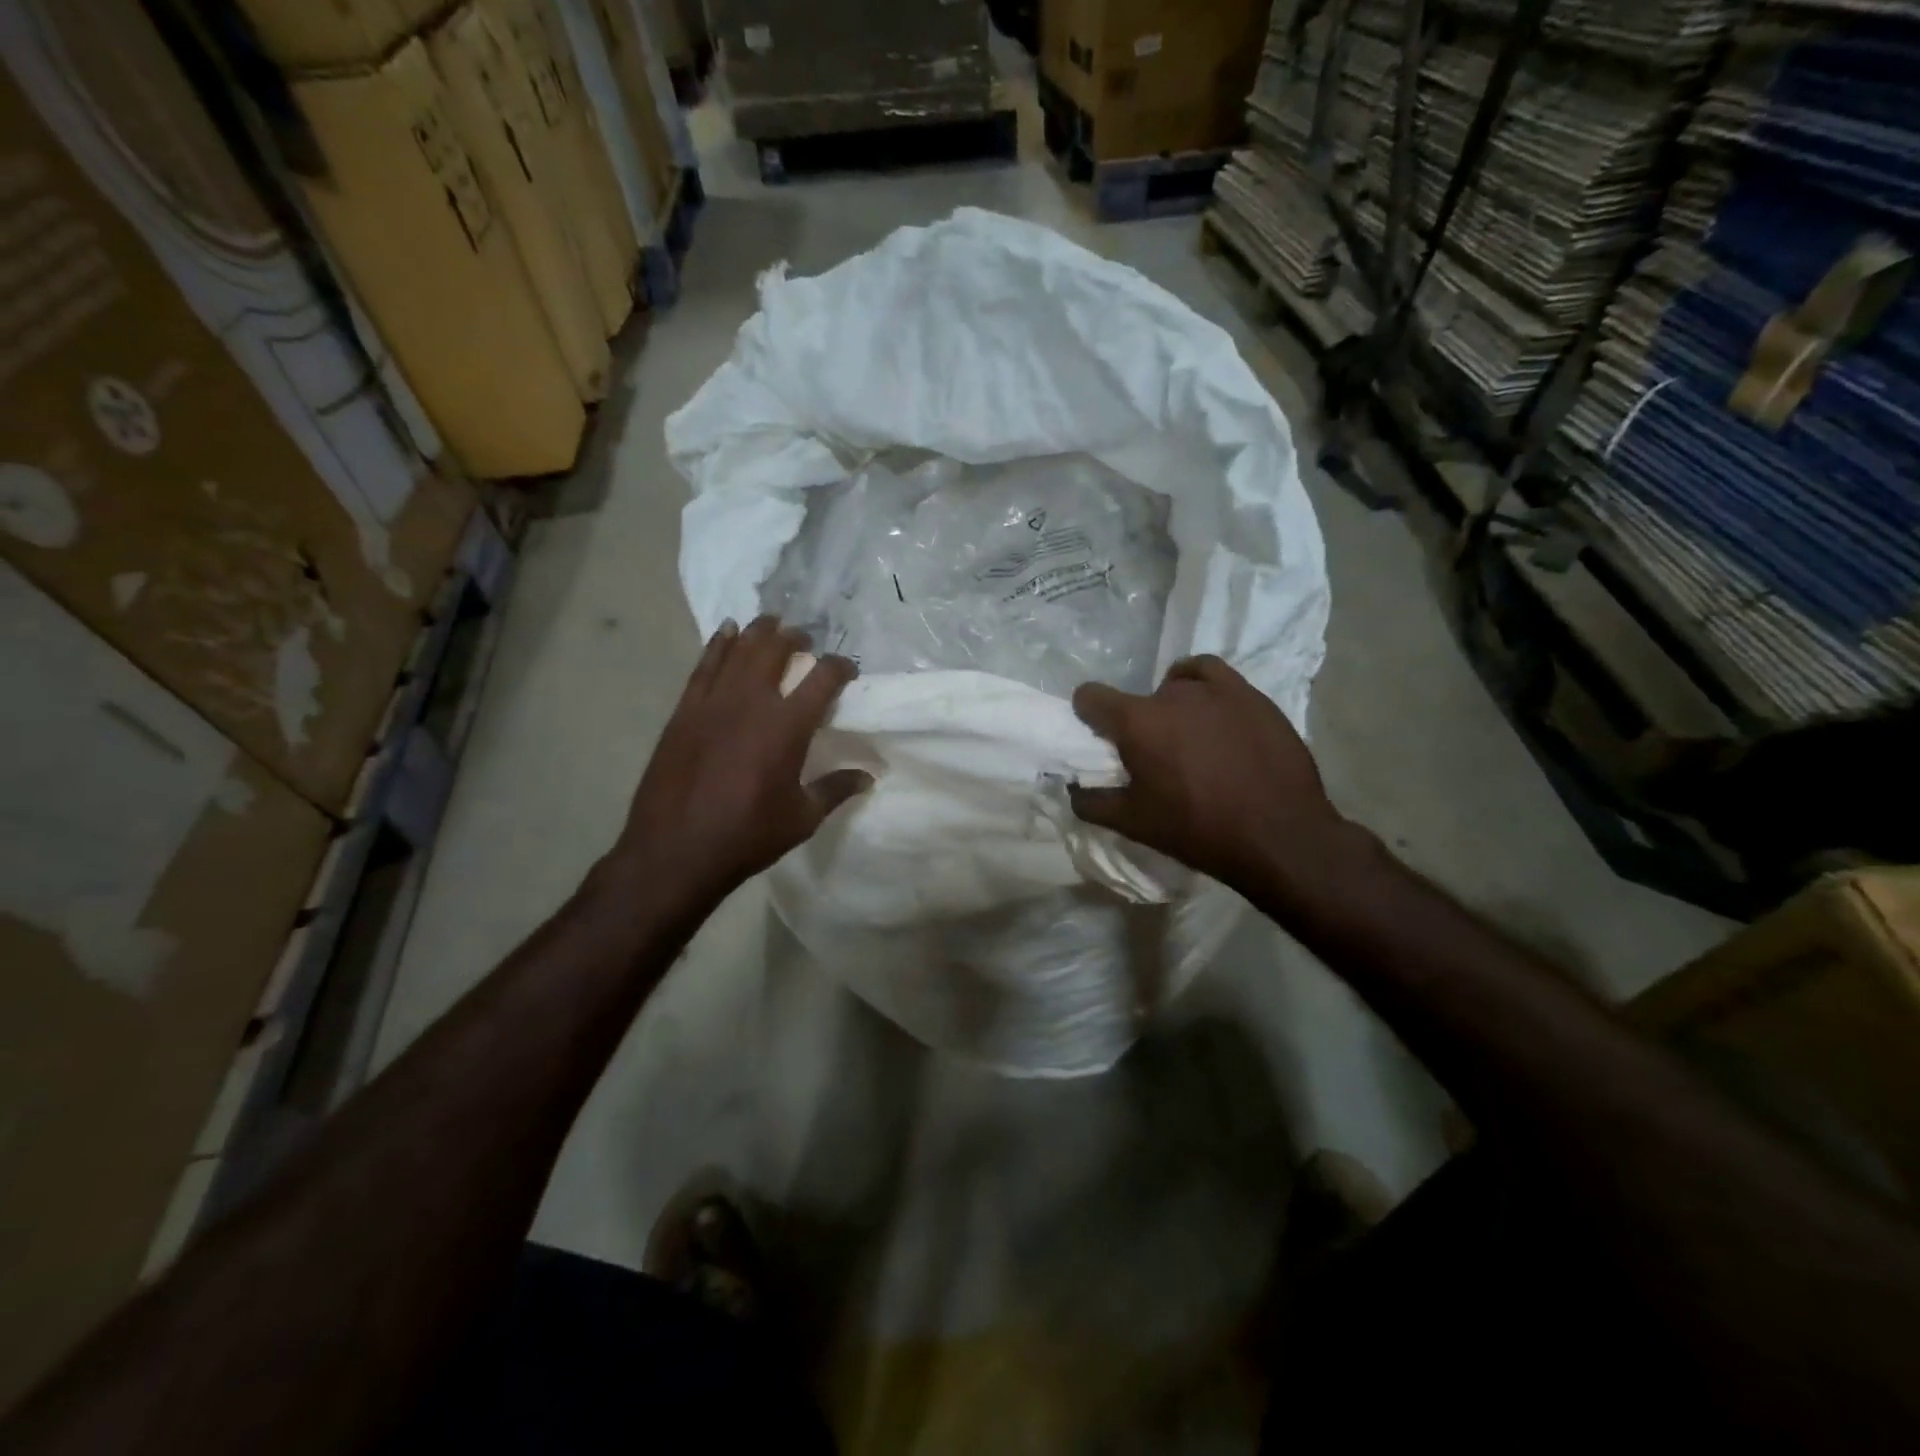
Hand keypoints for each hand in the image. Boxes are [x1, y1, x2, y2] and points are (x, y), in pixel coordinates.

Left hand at [612, 616, 870, 904]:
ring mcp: (713, 703)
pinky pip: (704, 666)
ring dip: (759, 632)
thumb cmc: (747, 836)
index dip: (840, 667)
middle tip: (805, 641)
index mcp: (787, 727)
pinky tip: (727, 633)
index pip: (823, 678)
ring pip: (739, 650)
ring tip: (772, 623)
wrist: (675, 851)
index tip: (848, 670)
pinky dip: (718, 645)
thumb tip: (868, 776)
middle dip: (796, 640)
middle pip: (776, 651)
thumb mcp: (802, 818)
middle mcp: (752, 702)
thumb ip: (835, 790)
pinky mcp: (685, 712)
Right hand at [1069, 655, 1355, 901]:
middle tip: (1154, 757)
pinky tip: (1207, 708)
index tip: (1099, 737)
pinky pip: (1211, 672)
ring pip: (1176, 684)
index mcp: (1138, 722)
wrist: (1279, 836)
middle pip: (1138, 698)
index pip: (1091, 696)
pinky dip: (1200, 683)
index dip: (1088, 714)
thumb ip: (1091, 802)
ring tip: (1186, 736)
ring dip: (1170, 705)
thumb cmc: (1198, 830)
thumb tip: (1072, 788)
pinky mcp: (1250, 694)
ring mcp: (1216, 690)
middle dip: (1138, 723)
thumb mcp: (1133, 824)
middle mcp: (1172, 695)